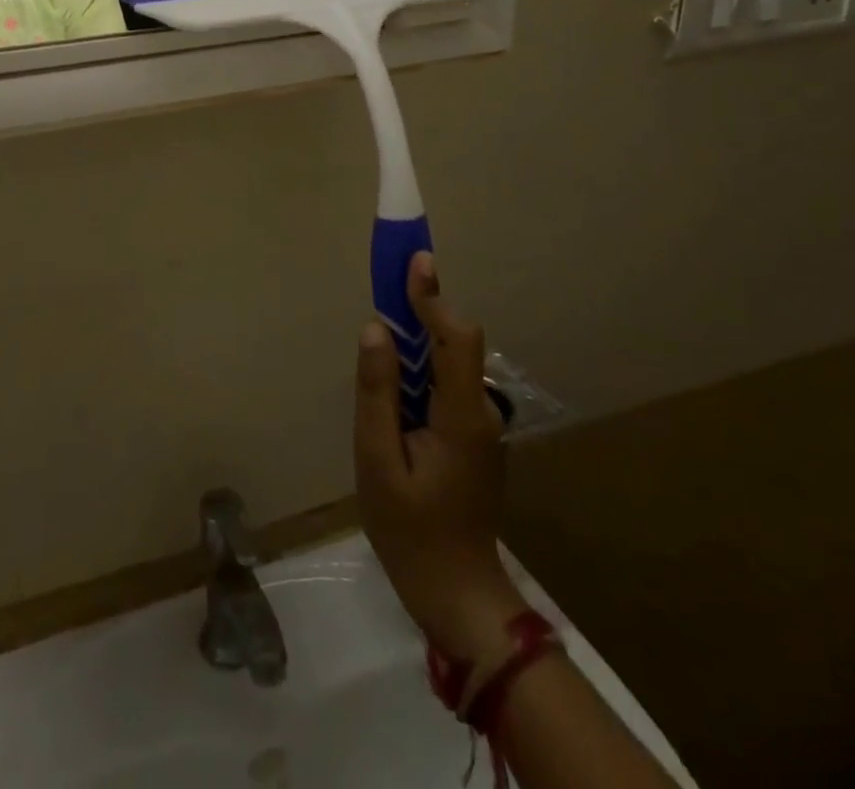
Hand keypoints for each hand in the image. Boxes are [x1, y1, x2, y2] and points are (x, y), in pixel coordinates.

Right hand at [354, 253, 526, 665]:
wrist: (457, 595)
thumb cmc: (411, 532)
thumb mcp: (377, 462)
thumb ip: (377, 393)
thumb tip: (375, 329)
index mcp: (461, 415)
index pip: (455, 338)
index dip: (433, 297)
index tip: (414, 260)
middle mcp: (478, 412)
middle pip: (455, 342)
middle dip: (423, 306)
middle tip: (389, 279)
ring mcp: (477, 426)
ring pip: (450, 362)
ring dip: (419, 333)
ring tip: (384, 321)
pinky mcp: (469, 437)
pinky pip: (445, 383)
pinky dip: (420, 363)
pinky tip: (394, 373)